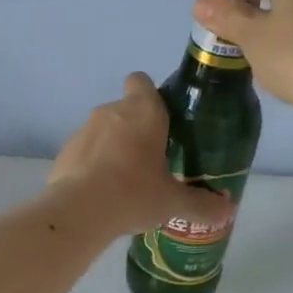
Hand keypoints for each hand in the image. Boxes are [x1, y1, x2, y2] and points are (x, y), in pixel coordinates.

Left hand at [51, 74, 231, 237]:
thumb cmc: (134, 193)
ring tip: (126, 183)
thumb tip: (227, 211)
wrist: (79, 212)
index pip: (142, 81)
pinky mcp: (65, 152)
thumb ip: (201, 204)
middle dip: (136, 130)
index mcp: (143, 111)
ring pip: (104, 131)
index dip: (150, 95)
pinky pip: (85, 152)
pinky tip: (102, 194)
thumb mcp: (173, 202)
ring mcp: (84, 130)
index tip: (162, 121)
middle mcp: (111, 111)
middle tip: (152, 162)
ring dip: (114, 148)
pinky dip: (93, 166)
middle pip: (125, 110)